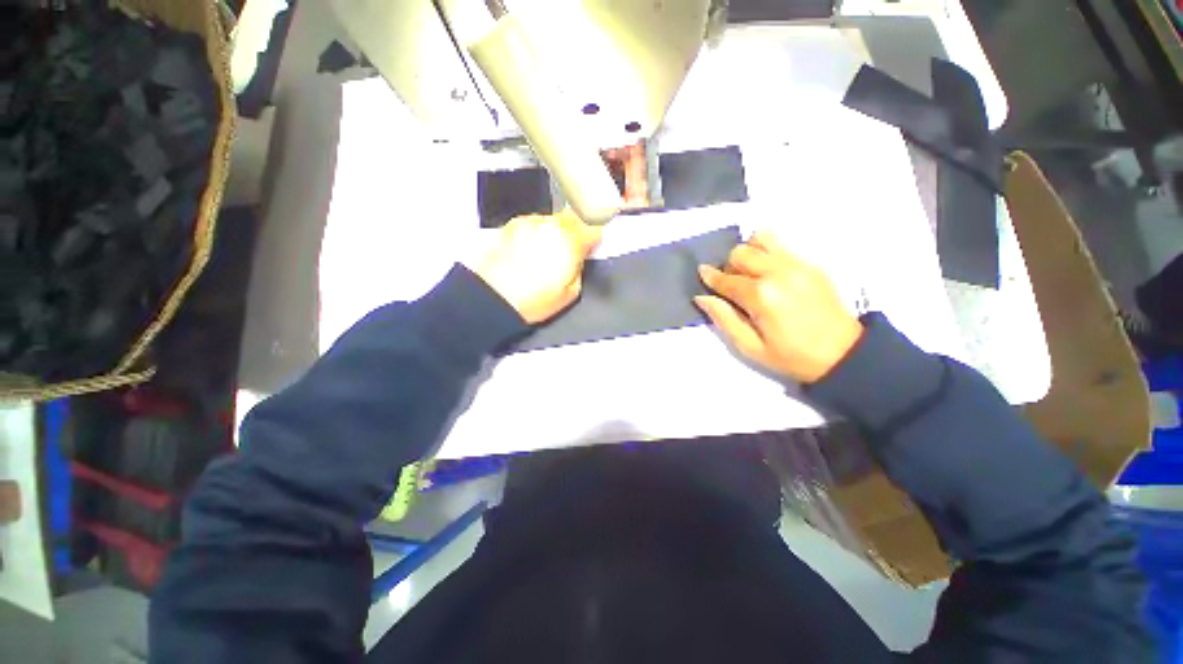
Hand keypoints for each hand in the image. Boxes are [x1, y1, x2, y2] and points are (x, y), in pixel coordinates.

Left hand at [473, 209, 602, 323]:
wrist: (496, 297)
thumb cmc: (532, 299)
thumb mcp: (571, 293)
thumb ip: (580, 269)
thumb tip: (580, 259)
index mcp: (571, 242)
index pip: (594, 228)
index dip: (596, 237)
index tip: (594, 244)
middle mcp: (552, 226)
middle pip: (575, 216)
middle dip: (578, 229)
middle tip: (574, 246)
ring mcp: (531, 223)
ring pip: (554, 219)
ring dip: (557, 230)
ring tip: (549, 252)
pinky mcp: (513, 225)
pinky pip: (534, 222)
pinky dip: (538, 231)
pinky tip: (532, 249)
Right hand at [695, 232, 862, 383]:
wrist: (844, 354)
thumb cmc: (791, 356)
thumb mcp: (749, 347)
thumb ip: (723, 319)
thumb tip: (702, 297)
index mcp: (761, 296)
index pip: (726, 279)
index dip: (710, 277)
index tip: (702, 273)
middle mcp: (777, 272)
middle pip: (741, 252)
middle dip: (729, 266)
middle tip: (732, 285)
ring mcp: (797, 265)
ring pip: (762, 239)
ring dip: (749, 253)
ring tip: (750, 274)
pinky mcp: (811, 264)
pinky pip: (781, 246)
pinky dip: (767, 254)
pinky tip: (769, 276)